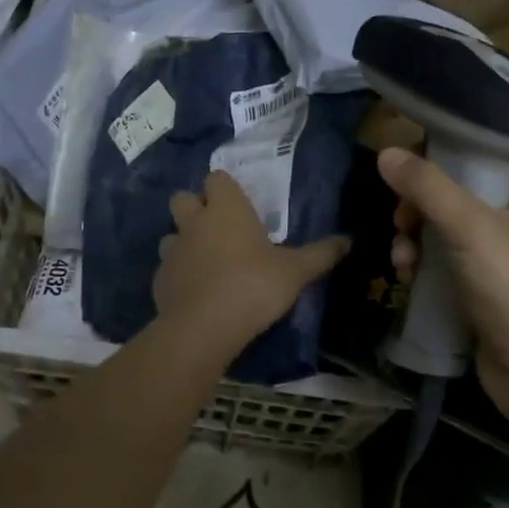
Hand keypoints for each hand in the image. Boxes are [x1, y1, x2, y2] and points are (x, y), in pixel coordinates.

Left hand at [154, 171, 349, 352]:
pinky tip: (195, 292)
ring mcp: (172, 251)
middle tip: (219, 228)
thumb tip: (349, 240)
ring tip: (206, 261)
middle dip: (196, 207)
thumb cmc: (254, 287)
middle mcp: (194, 222)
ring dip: (185, 242)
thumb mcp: (296, 272)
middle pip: (184, 198)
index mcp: (226, 209)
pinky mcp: (159, 280)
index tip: (240, 203)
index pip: (217, 178)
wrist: (204, 328)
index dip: (225, 188)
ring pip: (171, 234)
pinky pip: (167, 268)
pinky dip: (179, 274)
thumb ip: (320, 254)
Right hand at [379, 147, 508, 419]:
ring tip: (401, 263)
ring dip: (414, 242)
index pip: (479, 159)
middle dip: (418, 210)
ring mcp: (502, 264)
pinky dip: (423, 269)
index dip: (439, 160)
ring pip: (444, 234)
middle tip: (401, 225)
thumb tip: (385, 151)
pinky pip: (445, 267)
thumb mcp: (471, 228)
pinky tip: (407, 281)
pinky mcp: (484, 295)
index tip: (403, 173)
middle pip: (454, 198)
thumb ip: (427, 187)